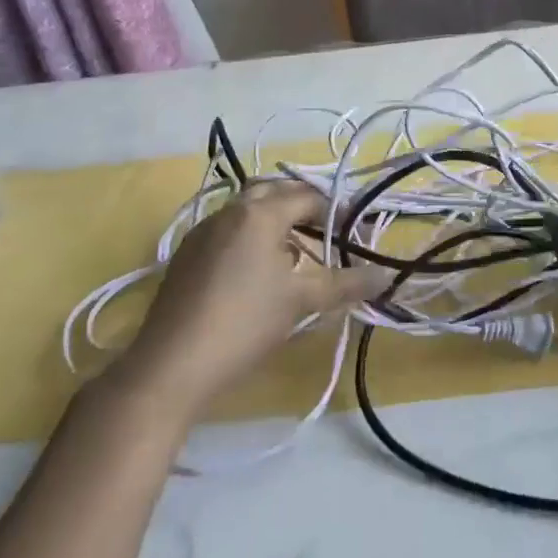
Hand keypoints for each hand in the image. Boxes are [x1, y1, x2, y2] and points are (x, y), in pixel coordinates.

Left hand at [108, 181, 385, 412]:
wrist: (170, 366)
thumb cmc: (245, 323)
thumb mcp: (302, 301)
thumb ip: (347, 283)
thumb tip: (386, 275)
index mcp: (260, 213)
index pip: (307, 196)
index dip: (335, 211)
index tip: (353, 232)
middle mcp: (230, 211)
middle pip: (274, 191)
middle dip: (302, 205)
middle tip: (326, 231)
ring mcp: (203, 231)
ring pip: (247, 209)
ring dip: (274, 219)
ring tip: (296, 252)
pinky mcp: (186, 254)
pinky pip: (228, 229)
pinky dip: (250, 235)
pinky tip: (258, 271)